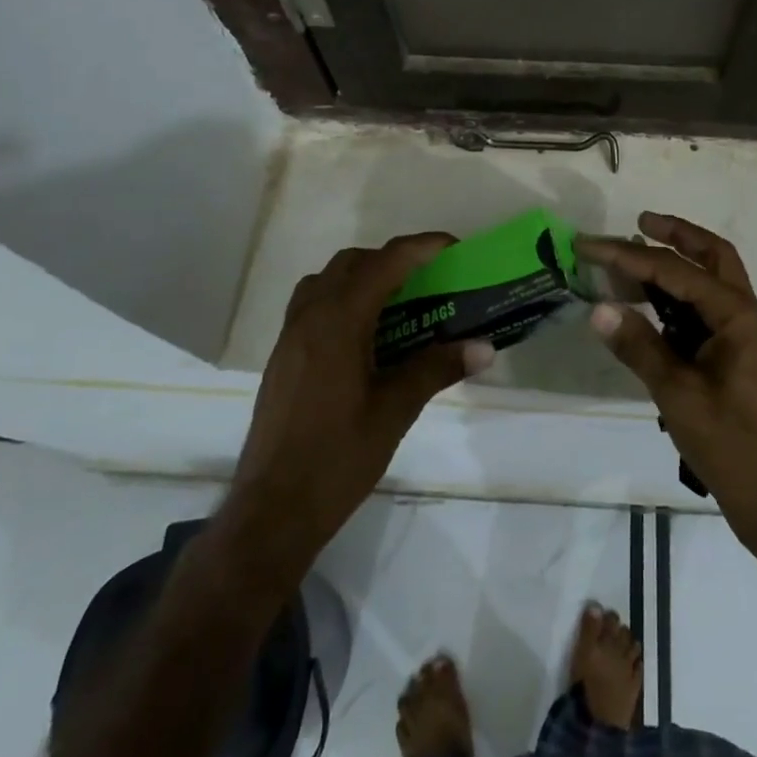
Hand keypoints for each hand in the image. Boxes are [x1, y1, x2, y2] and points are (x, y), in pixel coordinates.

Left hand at [219, 235, 492, 588]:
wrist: (272, 510)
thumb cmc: (337, 458)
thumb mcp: (395, 411)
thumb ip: (437, 369)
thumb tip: (484, 348)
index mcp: (339, 322)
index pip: (385, 262)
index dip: (422, 247)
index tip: (455, 248)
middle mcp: (310, 316)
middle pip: (353, 262)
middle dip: (394, 259)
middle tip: (429, 279)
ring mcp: (290, 335)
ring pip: (328, 280)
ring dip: (364, 276)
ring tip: (397, 303)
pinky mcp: (282, 356)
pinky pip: (313, 304)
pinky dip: (342, 299)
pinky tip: (364, 336)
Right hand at [579, 214, 756, 592]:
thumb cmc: (732, 445)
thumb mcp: (678, 395)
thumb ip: (638, 346)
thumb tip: (598, 308)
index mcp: (736, 316)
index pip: (675, 270)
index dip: (629, 255)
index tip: (589, 245)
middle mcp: (744, 315)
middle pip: (712, 256)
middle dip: (676, 234)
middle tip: (638, 222)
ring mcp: (742, 337)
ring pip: (710, 281)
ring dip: (676, 263)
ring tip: (633, 259)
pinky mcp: (733, 358)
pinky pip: (704, 310)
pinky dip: (677, 297)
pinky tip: (649, 306)